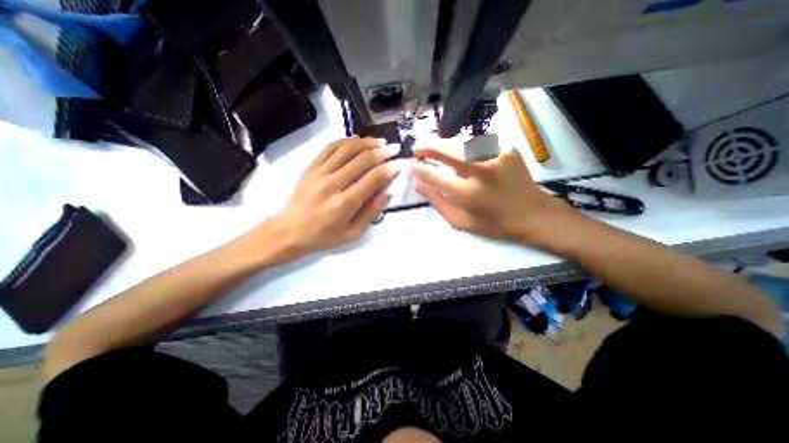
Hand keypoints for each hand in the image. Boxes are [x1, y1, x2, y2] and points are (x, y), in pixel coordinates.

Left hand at [261, 137, 401, 257]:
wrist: (290, 231)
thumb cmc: (324, 236)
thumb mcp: (353, 233)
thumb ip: (371, 212)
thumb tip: (388, 192)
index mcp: (344, 204)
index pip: (372, 179)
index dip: (388, 169)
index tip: (399, 163)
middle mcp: (332, 184)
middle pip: (361, 159)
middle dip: (381, 151)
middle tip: (394, 147)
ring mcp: (319, 172)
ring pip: (346, 148)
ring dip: (366, 142)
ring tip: (379, 141)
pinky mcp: (311, 167)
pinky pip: (331, 147)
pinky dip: (347, 141)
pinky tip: (357, 140)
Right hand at [410, 147, 577, 245]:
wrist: (533, 214)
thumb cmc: (494, 223)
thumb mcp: (461, 222)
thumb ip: (438, 203)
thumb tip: (419, 185)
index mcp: (468, 194)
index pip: (435, 176)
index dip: (421, 170)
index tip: (413, 166)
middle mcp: (480, 171)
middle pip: (447, 150)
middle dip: (428, 147)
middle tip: (417, 149)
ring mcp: (495, 155)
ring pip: (461, 143)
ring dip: (445, 146)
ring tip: (436, 151)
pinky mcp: (506, 148)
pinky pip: (477, 144)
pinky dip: (464, 148)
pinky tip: (461, 154)